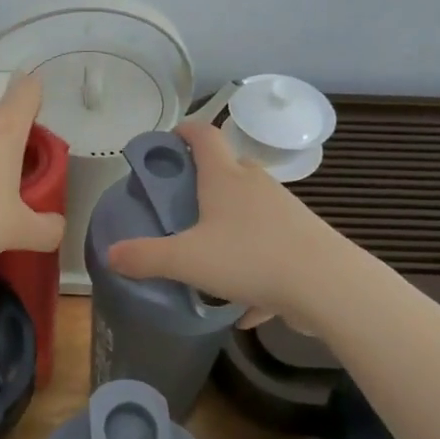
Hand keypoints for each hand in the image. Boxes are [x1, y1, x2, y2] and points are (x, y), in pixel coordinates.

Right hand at [106, 118, 337, 324]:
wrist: (328, 286)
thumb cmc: (250, 257)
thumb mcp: (187, 260)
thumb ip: (146, 257)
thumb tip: (110, 254)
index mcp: (225, 176)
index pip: (203, 135)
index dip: (184, 132)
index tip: (168, 141)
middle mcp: (255, 184)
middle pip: (227, 169)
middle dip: (204, 182)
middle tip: (181, 205)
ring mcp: (284, 210)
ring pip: (250, 209)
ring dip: (229, 224)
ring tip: (210, 255)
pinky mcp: (303, 238)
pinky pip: (270, 247)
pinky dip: (255, 267)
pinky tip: (247, 306)